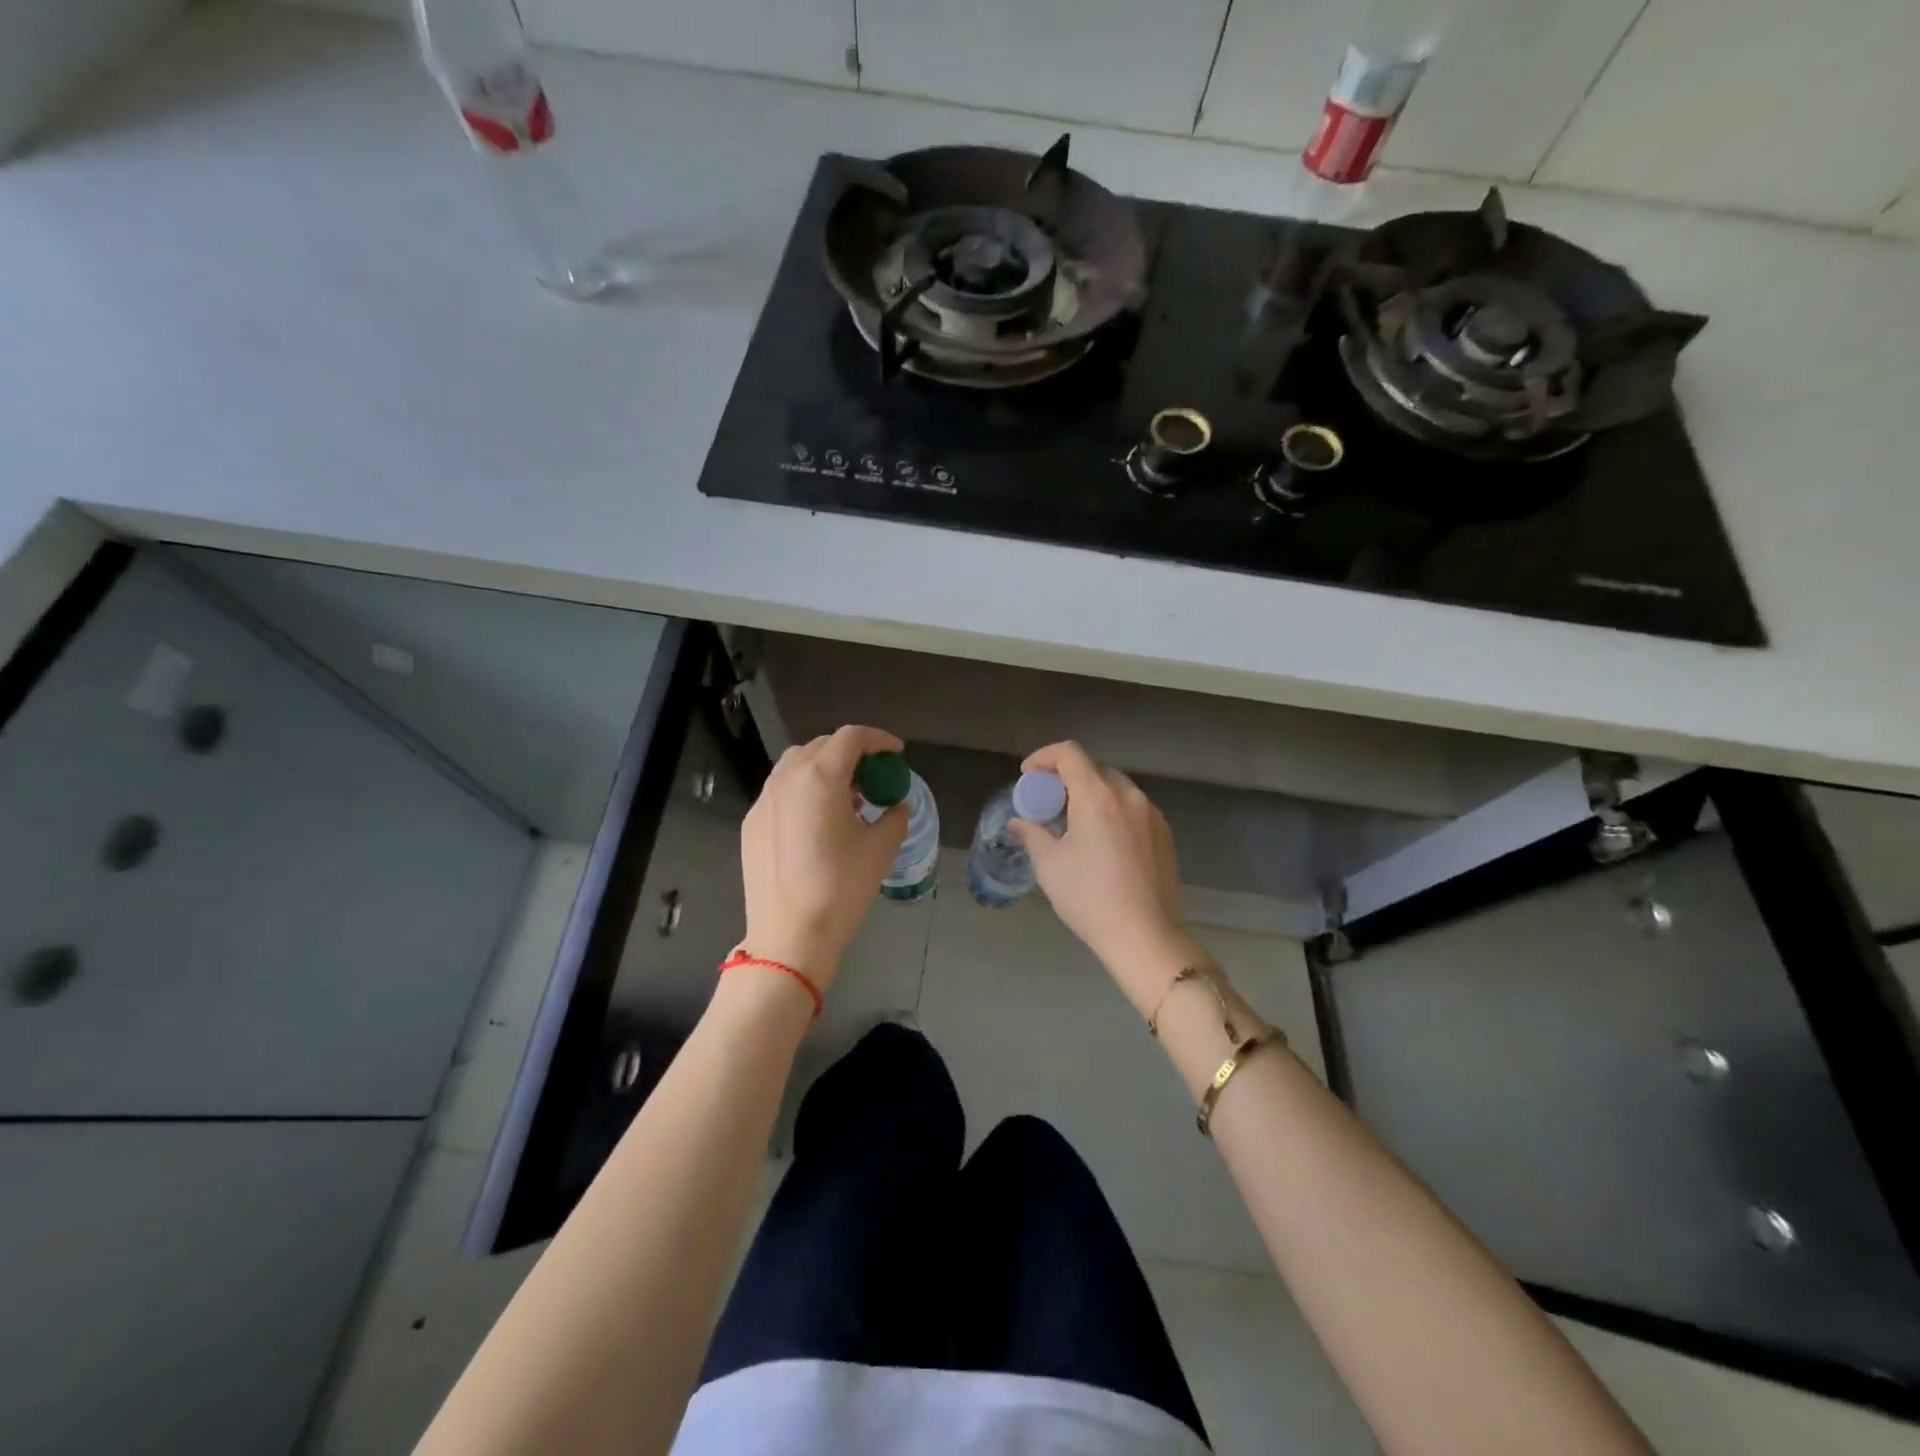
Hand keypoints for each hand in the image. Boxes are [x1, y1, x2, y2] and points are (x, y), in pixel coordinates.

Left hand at [738, 725, 907, 994]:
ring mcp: (763, 800)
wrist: (789, 936)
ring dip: (824, 770)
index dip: (879, 739)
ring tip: (847, 798)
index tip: (896, 754)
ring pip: (796, 766)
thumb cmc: (841, 888)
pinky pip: (781, 792)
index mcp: (820, 777)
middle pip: (821, 746)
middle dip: (851, 754)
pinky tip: (817, 822)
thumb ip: (895, 817)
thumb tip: (896, 806)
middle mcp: (786, 778)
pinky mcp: (751, 823)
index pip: (851, 737)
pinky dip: (804, 792)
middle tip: (873, 777)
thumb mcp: (881, 849)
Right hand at [1010, 741, 1199, 1010]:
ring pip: (1115, 788)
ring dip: (1090, 794)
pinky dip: (1112, 811)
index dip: (1044, 757)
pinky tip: (1101, 841)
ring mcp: (1151, 814)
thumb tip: (1018, 822)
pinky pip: (1132, 808)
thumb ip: (1032, 834)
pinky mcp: (1164, 834)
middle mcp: (1129, 795)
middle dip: (1066, 777)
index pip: (1069, 753)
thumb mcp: (1050, 865)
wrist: (1145, 936)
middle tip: (1048, 803)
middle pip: (1094, 768)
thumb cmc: (1089, 898)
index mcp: (1097, 796)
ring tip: (1073, 823)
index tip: (1028, 777)